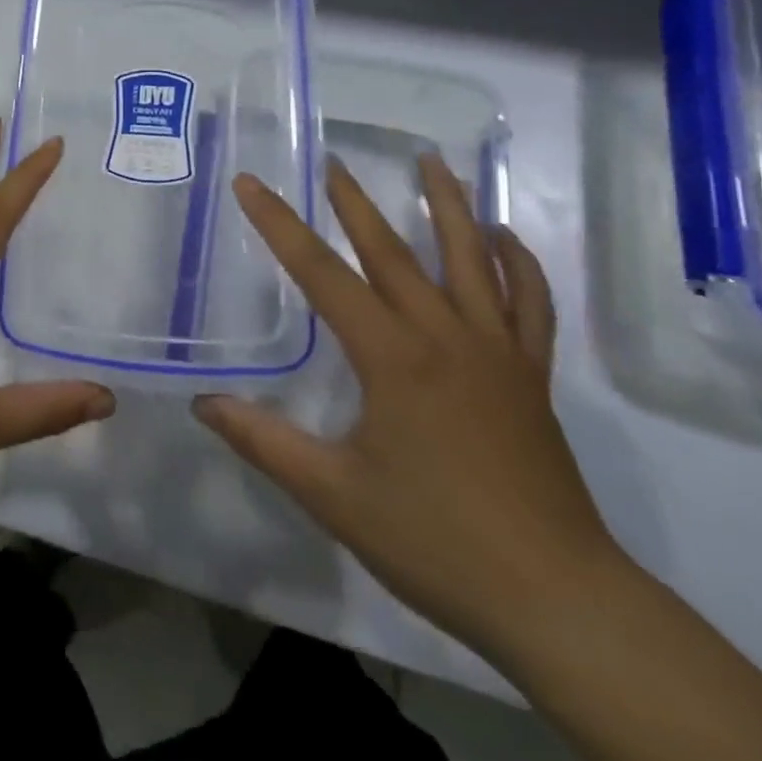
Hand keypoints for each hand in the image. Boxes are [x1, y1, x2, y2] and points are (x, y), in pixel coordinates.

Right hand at [194, 155, 624, 654]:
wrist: (559, 602)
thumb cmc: (437, 543)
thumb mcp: (333, 495)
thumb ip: (264, 442)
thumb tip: (202, 403)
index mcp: (392, 357)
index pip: (321, 273)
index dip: (279, 224)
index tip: (251, 183)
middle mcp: (445, 336)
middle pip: (393, 250)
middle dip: (354, 201)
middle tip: (333, 158)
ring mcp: (496, 352)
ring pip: (472, 259)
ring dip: (449, 205)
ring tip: (433, 160)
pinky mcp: (531, 376)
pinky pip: (529, 303)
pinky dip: (518, 263)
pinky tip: (503, 237)